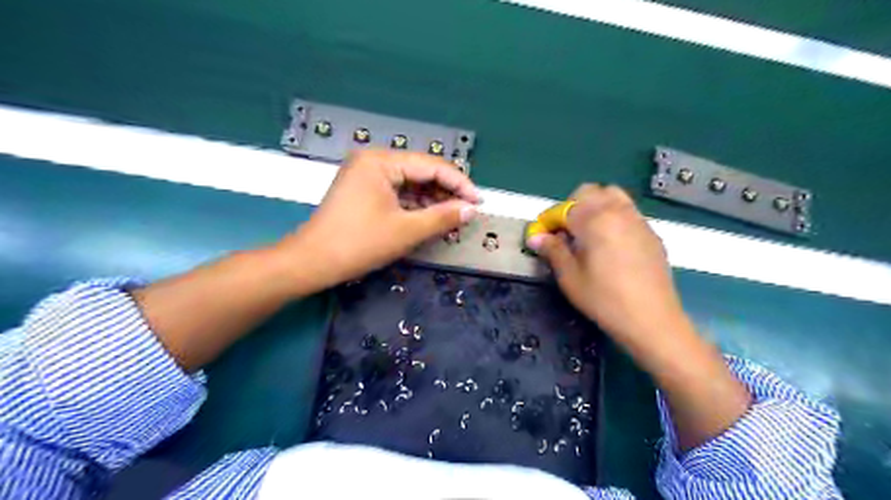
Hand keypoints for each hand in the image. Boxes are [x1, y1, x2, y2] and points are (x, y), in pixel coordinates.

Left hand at [283, 149, 480, 288]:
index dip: (459, 183)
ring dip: (432, 200)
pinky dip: (415, 206)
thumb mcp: (406, 231)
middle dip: (446, 192)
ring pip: (410, 183)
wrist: (312, 262)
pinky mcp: (363, 191)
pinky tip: (430, 218)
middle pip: (420, 172)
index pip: (431, 166)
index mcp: (381, 161)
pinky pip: (397, 193)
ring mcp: (366, 175)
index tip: (479, 201)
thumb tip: (471, 210)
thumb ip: (442, 217)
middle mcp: (373, 161)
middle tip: (468, 211)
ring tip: (453, 218)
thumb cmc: (359, 244)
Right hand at [523, 184, 683, 343]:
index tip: (542, 236)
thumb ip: (552, 250)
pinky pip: (628, 212)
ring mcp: (638, 220)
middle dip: (573, 206)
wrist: (652, 320)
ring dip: (595, 207)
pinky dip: (613, 217)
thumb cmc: (604, 299)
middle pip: (591, 192)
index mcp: (595, 220)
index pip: (564, 207)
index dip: (549, 220)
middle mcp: (618, 211)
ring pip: (613, 197)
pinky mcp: (651, 233)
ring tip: (588, 234)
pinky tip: (610, 245)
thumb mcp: (570, 277)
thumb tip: (535, 236)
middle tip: (566, 232)